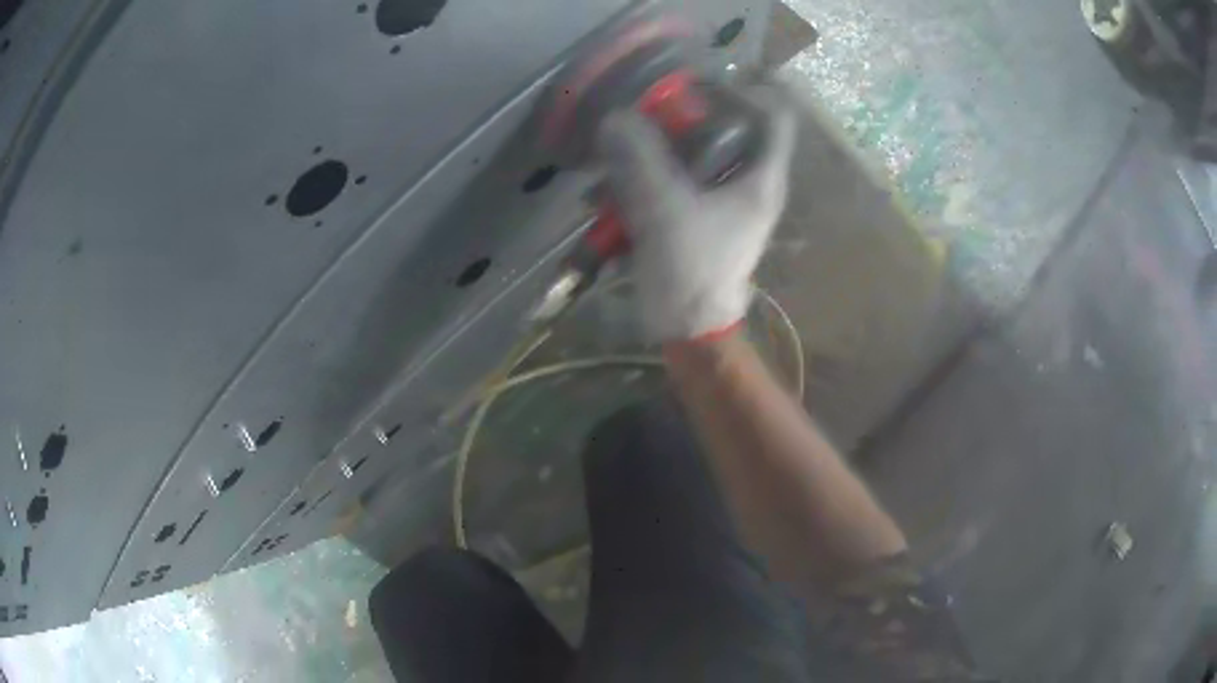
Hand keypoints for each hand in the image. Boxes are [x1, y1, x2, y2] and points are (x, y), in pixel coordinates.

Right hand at [596, 85, 796, 341]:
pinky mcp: (700, 220)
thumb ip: (639, 159)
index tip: (697, 87)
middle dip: (680, 123)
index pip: (773, 117)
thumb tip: (616, 118)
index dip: (742, 93)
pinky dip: (643, 184)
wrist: (690, 331)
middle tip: (643, 119)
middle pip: (727, 132)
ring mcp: (724, 204)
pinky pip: (674, 186)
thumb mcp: (664, 209)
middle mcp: (749, 185)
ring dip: (650, 156)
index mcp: (760, 179)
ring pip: (694, 159)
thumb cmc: (691, 270)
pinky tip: (606, 198)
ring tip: (610, 165)